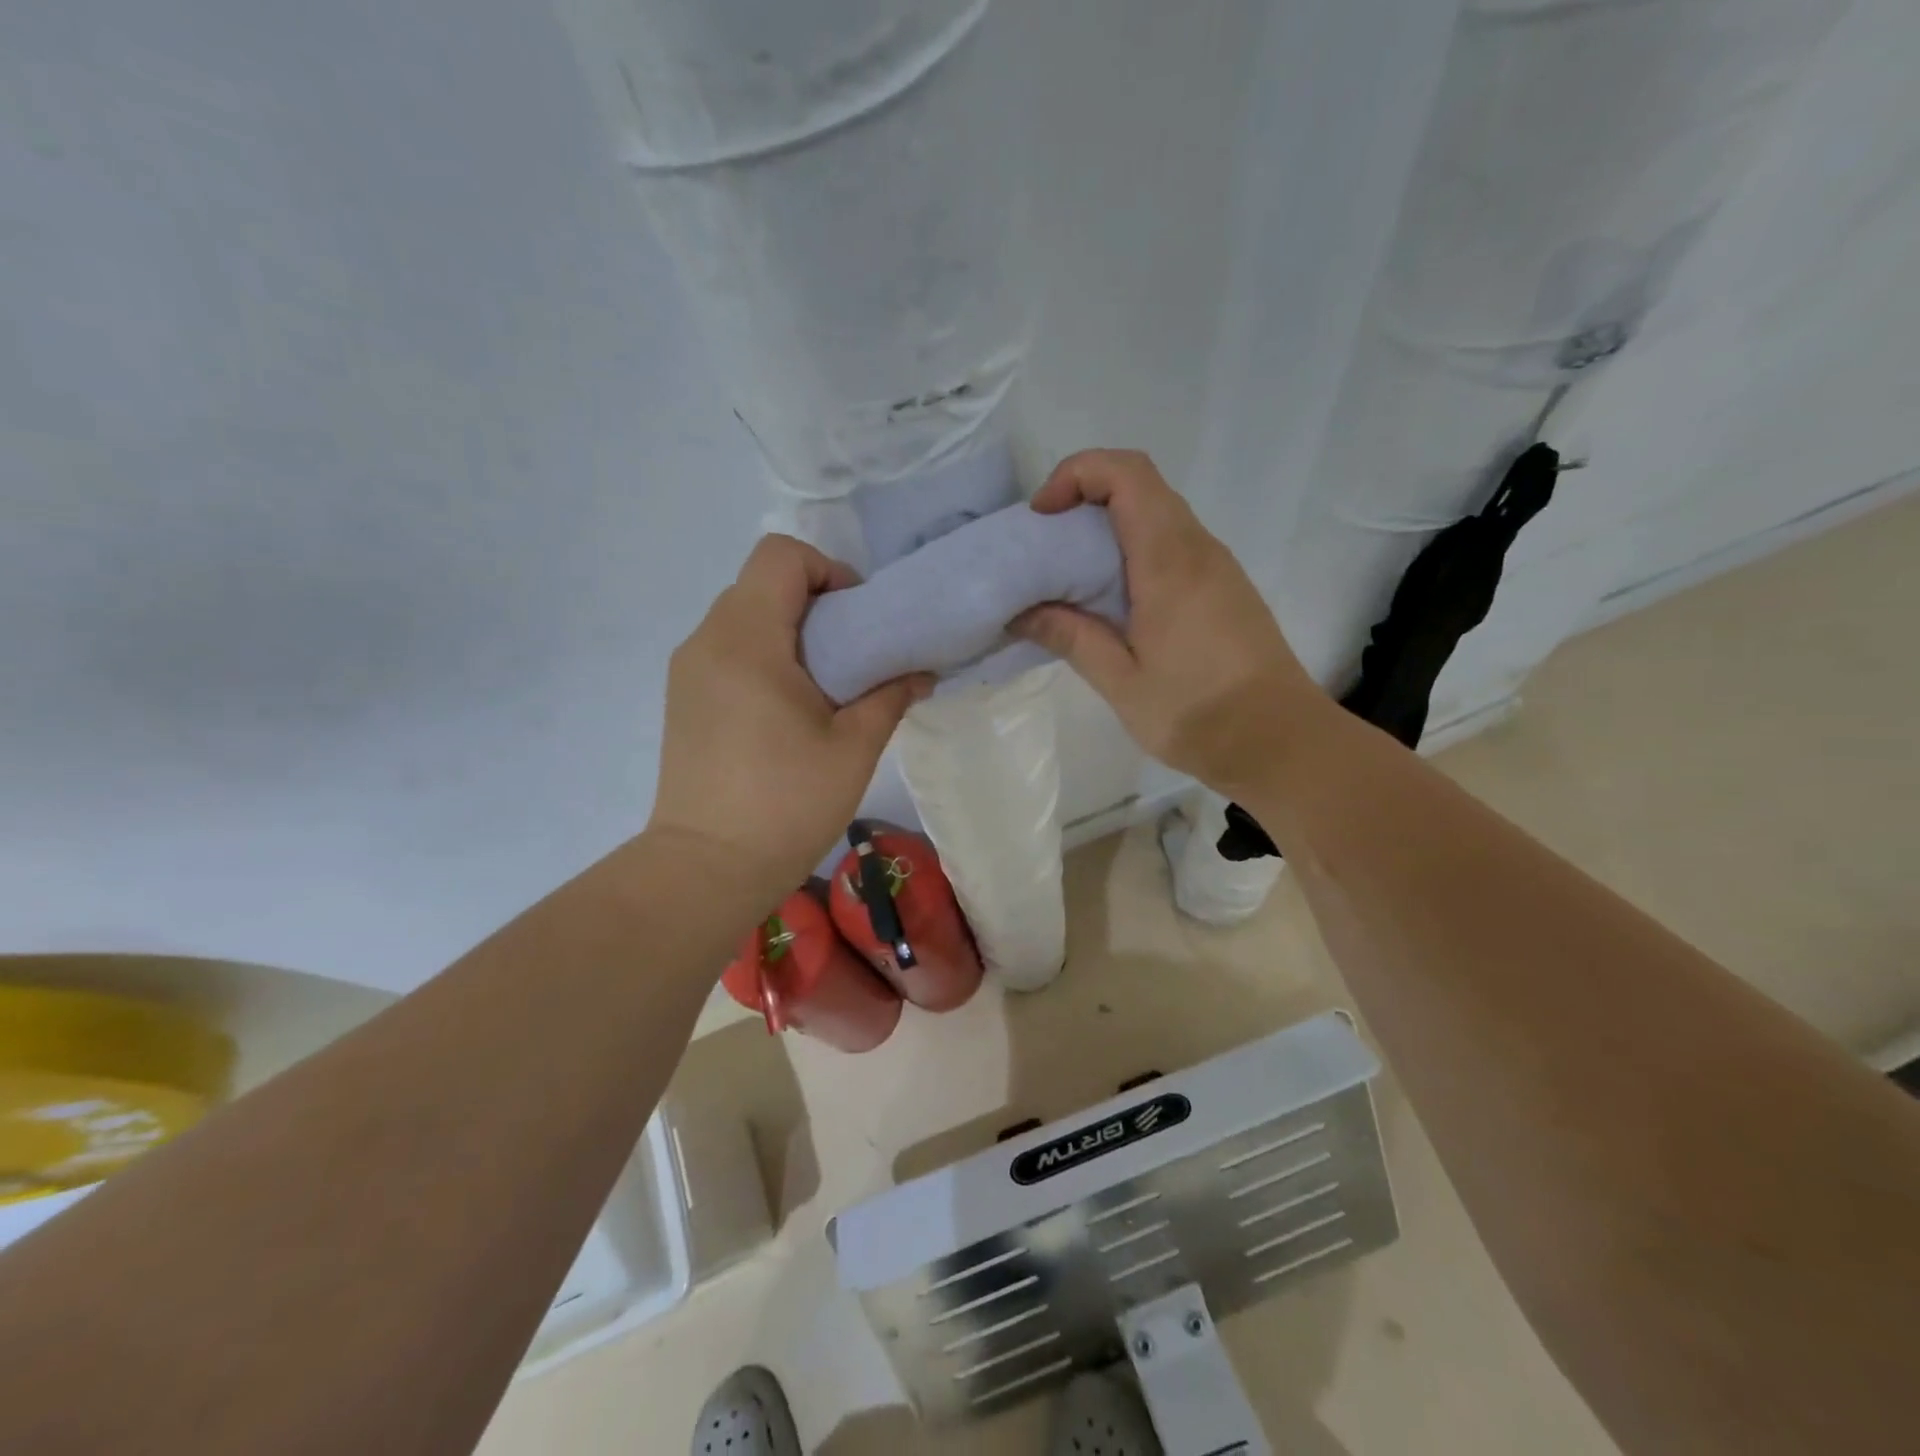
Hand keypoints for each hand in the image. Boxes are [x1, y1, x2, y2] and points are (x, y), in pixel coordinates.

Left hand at [648, 535, 932, 897]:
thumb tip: (921, 672)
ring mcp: (688, 670)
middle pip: (762, 583)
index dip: (828, 571)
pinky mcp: (683, 698)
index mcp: (748, 639)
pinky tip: (787, 710)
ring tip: (823, 686)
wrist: (707, 868)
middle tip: (852, 655)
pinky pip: (727, 649)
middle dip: (815, 603)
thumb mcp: (854, 748)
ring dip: (789, 632)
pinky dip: (764, 656)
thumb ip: (890, 696)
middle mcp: (707, 640)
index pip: (781, 556)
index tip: (858, 619)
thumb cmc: (786, 804)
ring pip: (743, 616)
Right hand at [1013, 449, 1325, 793]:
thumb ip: (1072, 638)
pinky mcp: (1224, 589)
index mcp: (1170, 562)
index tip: (1042, 517)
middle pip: (1140, 486)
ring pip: (1157, 515)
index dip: (1077, 474)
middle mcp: (1199, 549)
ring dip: (1108, 527)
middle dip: (1084, 498)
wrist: (1282, 742)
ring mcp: (1217, 567)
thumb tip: (1021, 612)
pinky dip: (1132, 552)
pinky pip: (1173, 545)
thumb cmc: (1199, 714)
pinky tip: (1112, 602)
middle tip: (1046, 546)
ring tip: (1069, 576)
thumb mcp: (1122, 683)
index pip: (1127, 474)